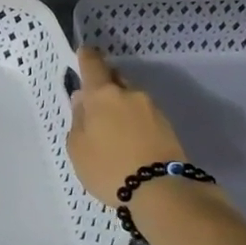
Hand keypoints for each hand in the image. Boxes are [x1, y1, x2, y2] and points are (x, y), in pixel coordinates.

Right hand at [66, 47, 187, 206]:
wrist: (162, 191)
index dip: (86, 57)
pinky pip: (143, 115)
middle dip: (104, 85)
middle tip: (93, 103)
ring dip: (120, 106)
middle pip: (114, 79)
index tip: (83, 54)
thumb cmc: (109, 167)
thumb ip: (78, 119)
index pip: (93, 64)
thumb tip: (83, 101)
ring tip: (111, 129)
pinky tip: (128, 140)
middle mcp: (130, 94)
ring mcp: (152, 109)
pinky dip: (133, 121)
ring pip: (130, 98)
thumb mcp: (78, 147)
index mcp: (103, 94)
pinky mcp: (167, 126)